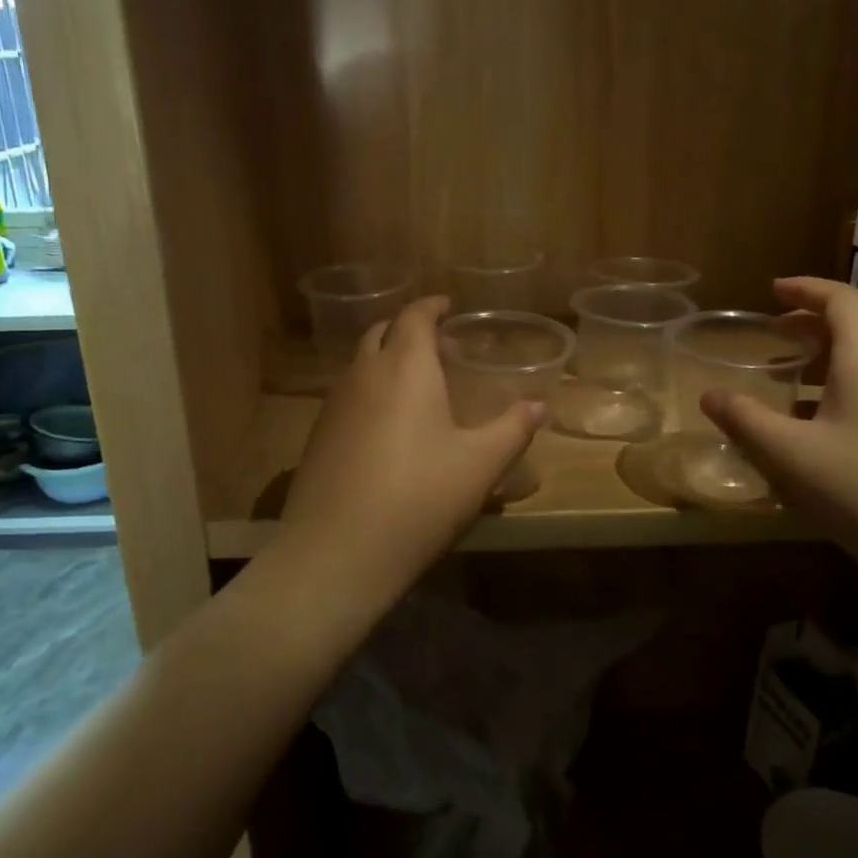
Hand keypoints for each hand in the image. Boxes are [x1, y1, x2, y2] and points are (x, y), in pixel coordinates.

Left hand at [278, 296, 544, 598]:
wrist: (336, 551)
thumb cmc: (418, 498)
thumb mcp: (479, 465)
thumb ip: (512, 429)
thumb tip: (539, 406)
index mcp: (405, 367)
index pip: (414, 316)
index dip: (432, 306)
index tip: (448, 306)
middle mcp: (363, 374)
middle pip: (381, 332)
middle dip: (407, 329)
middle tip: (436, 346)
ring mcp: (333, 405)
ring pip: (360, 364)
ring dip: (385, 359)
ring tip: (414, 384)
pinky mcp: (317, 436)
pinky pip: (347, 395)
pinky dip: (369, 390)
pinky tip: (386, 426)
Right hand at [702, 277, 857, 600]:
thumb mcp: (792, 456)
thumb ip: (745, 420)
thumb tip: (708, 394)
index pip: (842, 300)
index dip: (806, 288)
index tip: (773, 290)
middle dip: (818, 318)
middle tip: (778, 329)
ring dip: (835, 352)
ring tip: (796, 373)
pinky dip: (851, 383)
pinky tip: (827, 424)